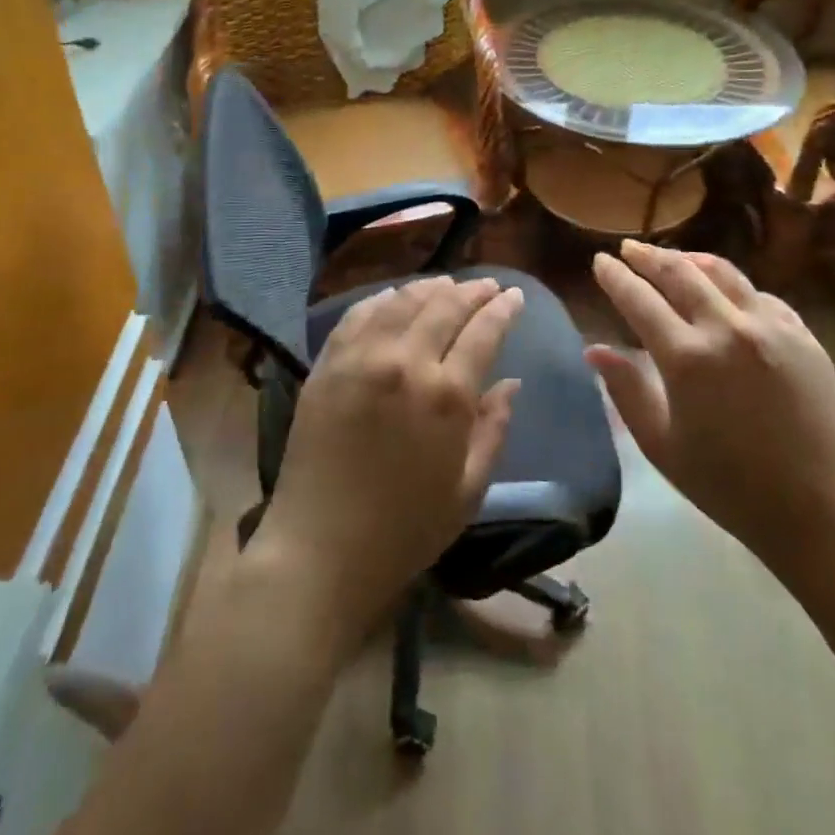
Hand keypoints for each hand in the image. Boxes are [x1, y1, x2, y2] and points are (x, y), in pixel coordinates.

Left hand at [251, 277, 522, 647]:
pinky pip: (358, 315)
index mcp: (447, 396)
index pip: (483, 331)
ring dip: (430, 287)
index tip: (514, 296)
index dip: (502, 308)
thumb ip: (494, 430)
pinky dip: (382, 299)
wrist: (320, 550)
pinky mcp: (328, 365)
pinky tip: (394, 296)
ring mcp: (361, 359)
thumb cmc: (404, 530)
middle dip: (471, 290)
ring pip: (402, 301)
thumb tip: (511, 384)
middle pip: (445, 306)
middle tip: (487, 286)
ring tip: (446, 284)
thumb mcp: (468, 491)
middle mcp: (406, 363)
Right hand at [587, 241, 834, 595]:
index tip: (600, 261)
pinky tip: (727, 294)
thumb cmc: (728, 485)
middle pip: (680, 273)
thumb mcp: (662, 445)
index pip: (640, 300)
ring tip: (674, 258)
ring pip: (724, 273)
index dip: (616, 277)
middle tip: (628, 248)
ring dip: (691, 260)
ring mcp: (771, 327)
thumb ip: (626, 391)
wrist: (820, 510)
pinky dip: (734, 287)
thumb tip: (595, 350)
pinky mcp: (804, 336)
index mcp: (687, 358)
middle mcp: (728, 329)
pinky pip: (761, 295)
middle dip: (648, 257)